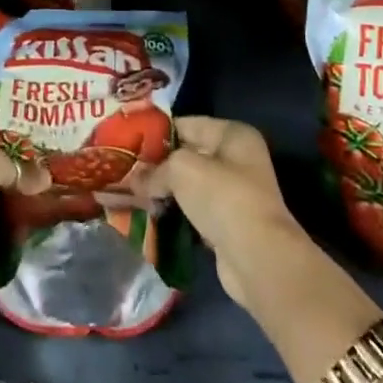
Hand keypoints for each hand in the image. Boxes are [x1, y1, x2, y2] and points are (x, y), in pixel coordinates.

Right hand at [142, 117, 305, 308]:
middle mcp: (237, 159)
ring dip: (164, 189)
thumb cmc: (222, 197)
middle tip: (125, 168)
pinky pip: (193, 209)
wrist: (257, 258)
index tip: (127, 142)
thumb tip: (136, 180)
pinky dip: (175, 211)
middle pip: (187, 154)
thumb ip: (156, 169)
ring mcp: (234, 193)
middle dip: (157, 163)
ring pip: (189, 184)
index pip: (186, 124)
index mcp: (233, 134)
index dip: (156, 132)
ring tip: (131, 191)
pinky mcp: (227, 223)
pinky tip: (150, 213)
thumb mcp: (181, 169)